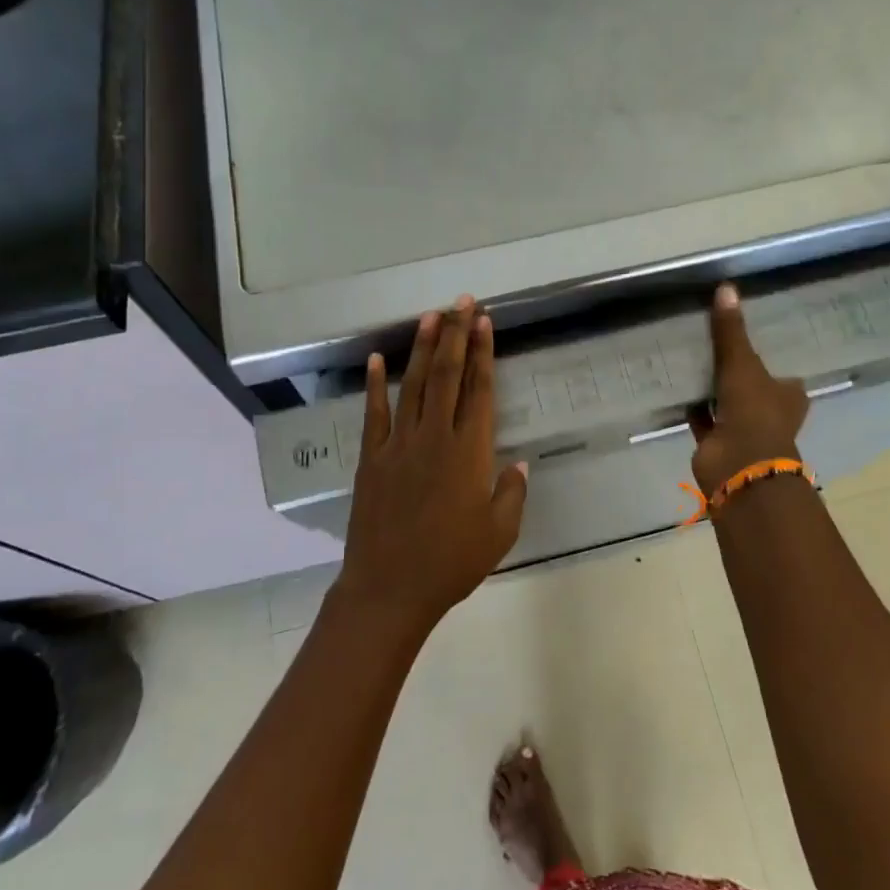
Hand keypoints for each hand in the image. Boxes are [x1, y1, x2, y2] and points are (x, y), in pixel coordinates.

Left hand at [334, 295, 529, 633]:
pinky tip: (378, 359)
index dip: (482, 353)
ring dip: (422, 348)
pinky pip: (373, 414)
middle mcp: (434, 438)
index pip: (479, 390)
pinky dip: (375, 385)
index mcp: (469, 453)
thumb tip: (520, 464)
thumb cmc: (451, 563)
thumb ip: (511, 493)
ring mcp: (398, 445)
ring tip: (430, 316)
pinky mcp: (370, 459)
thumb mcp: (499, 533)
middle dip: (455, 335)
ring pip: (413, 386)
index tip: (484, 322)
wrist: (390, 588)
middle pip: (446, 376)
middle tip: (461, 301)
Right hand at [689, 284, 808, 492]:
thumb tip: (726, 287)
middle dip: (734, 369)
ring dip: (711, 386)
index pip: (781, 368)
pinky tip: (676, 383)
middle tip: (712, 338)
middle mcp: (770, 411)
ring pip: (725, 400)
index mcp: (789, 394)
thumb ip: (731, 331)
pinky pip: (702, 417)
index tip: (745, 333)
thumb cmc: (753, 412)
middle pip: (751, 383)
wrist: (738, 465)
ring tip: (690, 355)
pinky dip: (692, 405)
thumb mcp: (743, 364)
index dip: (766, 353)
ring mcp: (743, 428)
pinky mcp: (717, 441)